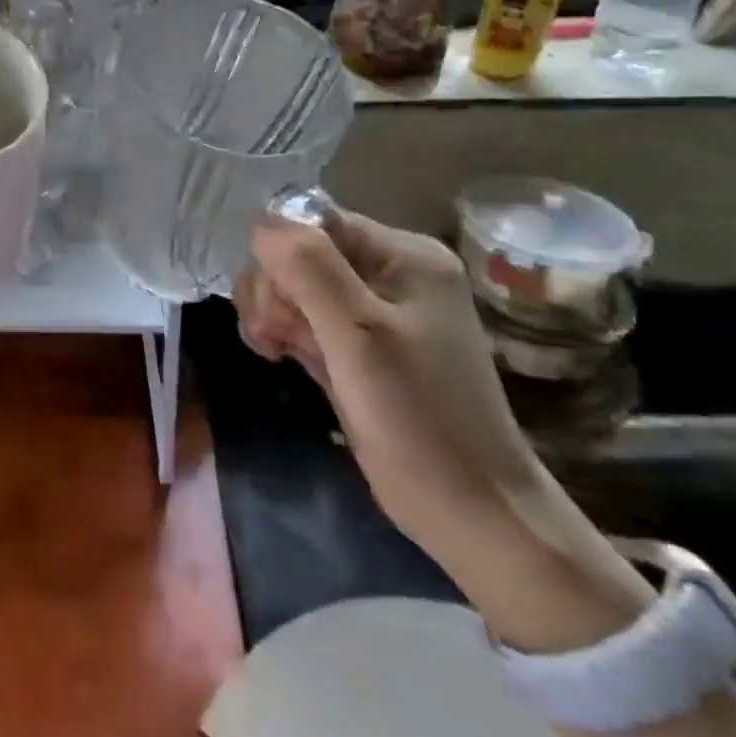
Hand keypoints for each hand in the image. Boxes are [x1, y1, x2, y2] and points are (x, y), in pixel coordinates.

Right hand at [237, 210, 651, 650]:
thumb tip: (262, 223)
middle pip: (299, 251)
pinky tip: (282, 356)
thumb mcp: (359, 335)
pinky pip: (306, 315)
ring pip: (295, 284)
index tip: (274, 309)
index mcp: (404, 254)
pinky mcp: (361, 345)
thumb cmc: (419, 418)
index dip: (280, 257)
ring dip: (273, 312)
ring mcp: (376, 310)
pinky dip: (287, 332)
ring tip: (276, 351)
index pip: (311, 222)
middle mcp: (391, 271)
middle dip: (274, 290)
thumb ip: (308, 268)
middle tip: (274, 338)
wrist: (473, 514)